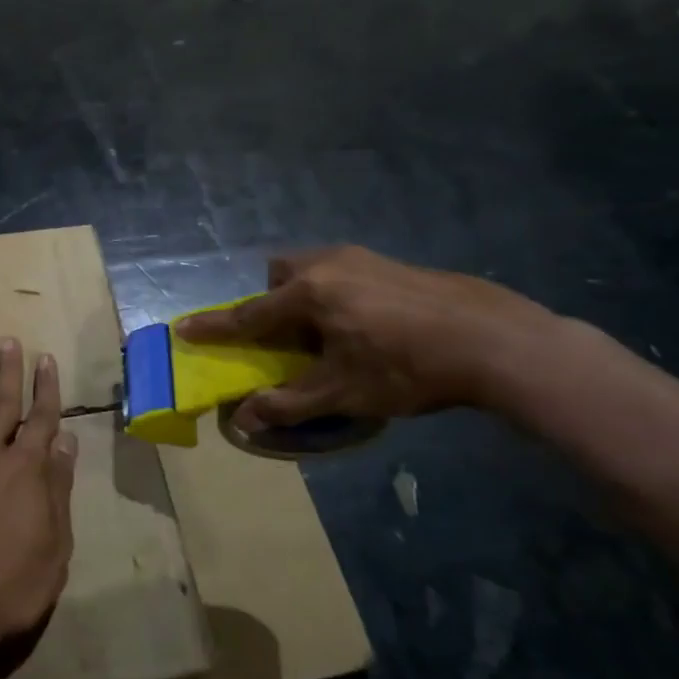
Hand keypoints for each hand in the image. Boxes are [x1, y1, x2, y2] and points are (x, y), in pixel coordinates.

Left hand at [0, 339, 78, 668]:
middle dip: (10, 371)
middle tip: (9, 341)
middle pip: (3, 405)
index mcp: (26, 470)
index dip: (45, 388)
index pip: (41, 419)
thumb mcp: (54, 546)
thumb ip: (58, 490)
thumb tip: (66, 442)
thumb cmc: (10, 587)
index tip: (46, 359)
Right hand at [176, 245, 554, 429]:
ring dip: (305, 296)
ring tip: (330, 333)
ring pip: (313, 269)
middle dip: (272, 301)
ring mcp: (361, 258)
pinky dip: (336, 294)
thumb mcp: (344, 392)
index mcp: (308, 293)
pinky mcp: (391, 262)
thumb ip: (289, 403)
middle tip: (288, 336)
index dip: (215, 327)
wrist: (494, 339)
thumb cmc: (407, 367)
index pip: (248, 315)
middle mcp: (327, 264)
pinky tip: (368, 325)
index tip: (185, 328)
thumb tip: (243, 420)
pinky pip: (342, 272)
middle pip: (280, 276)